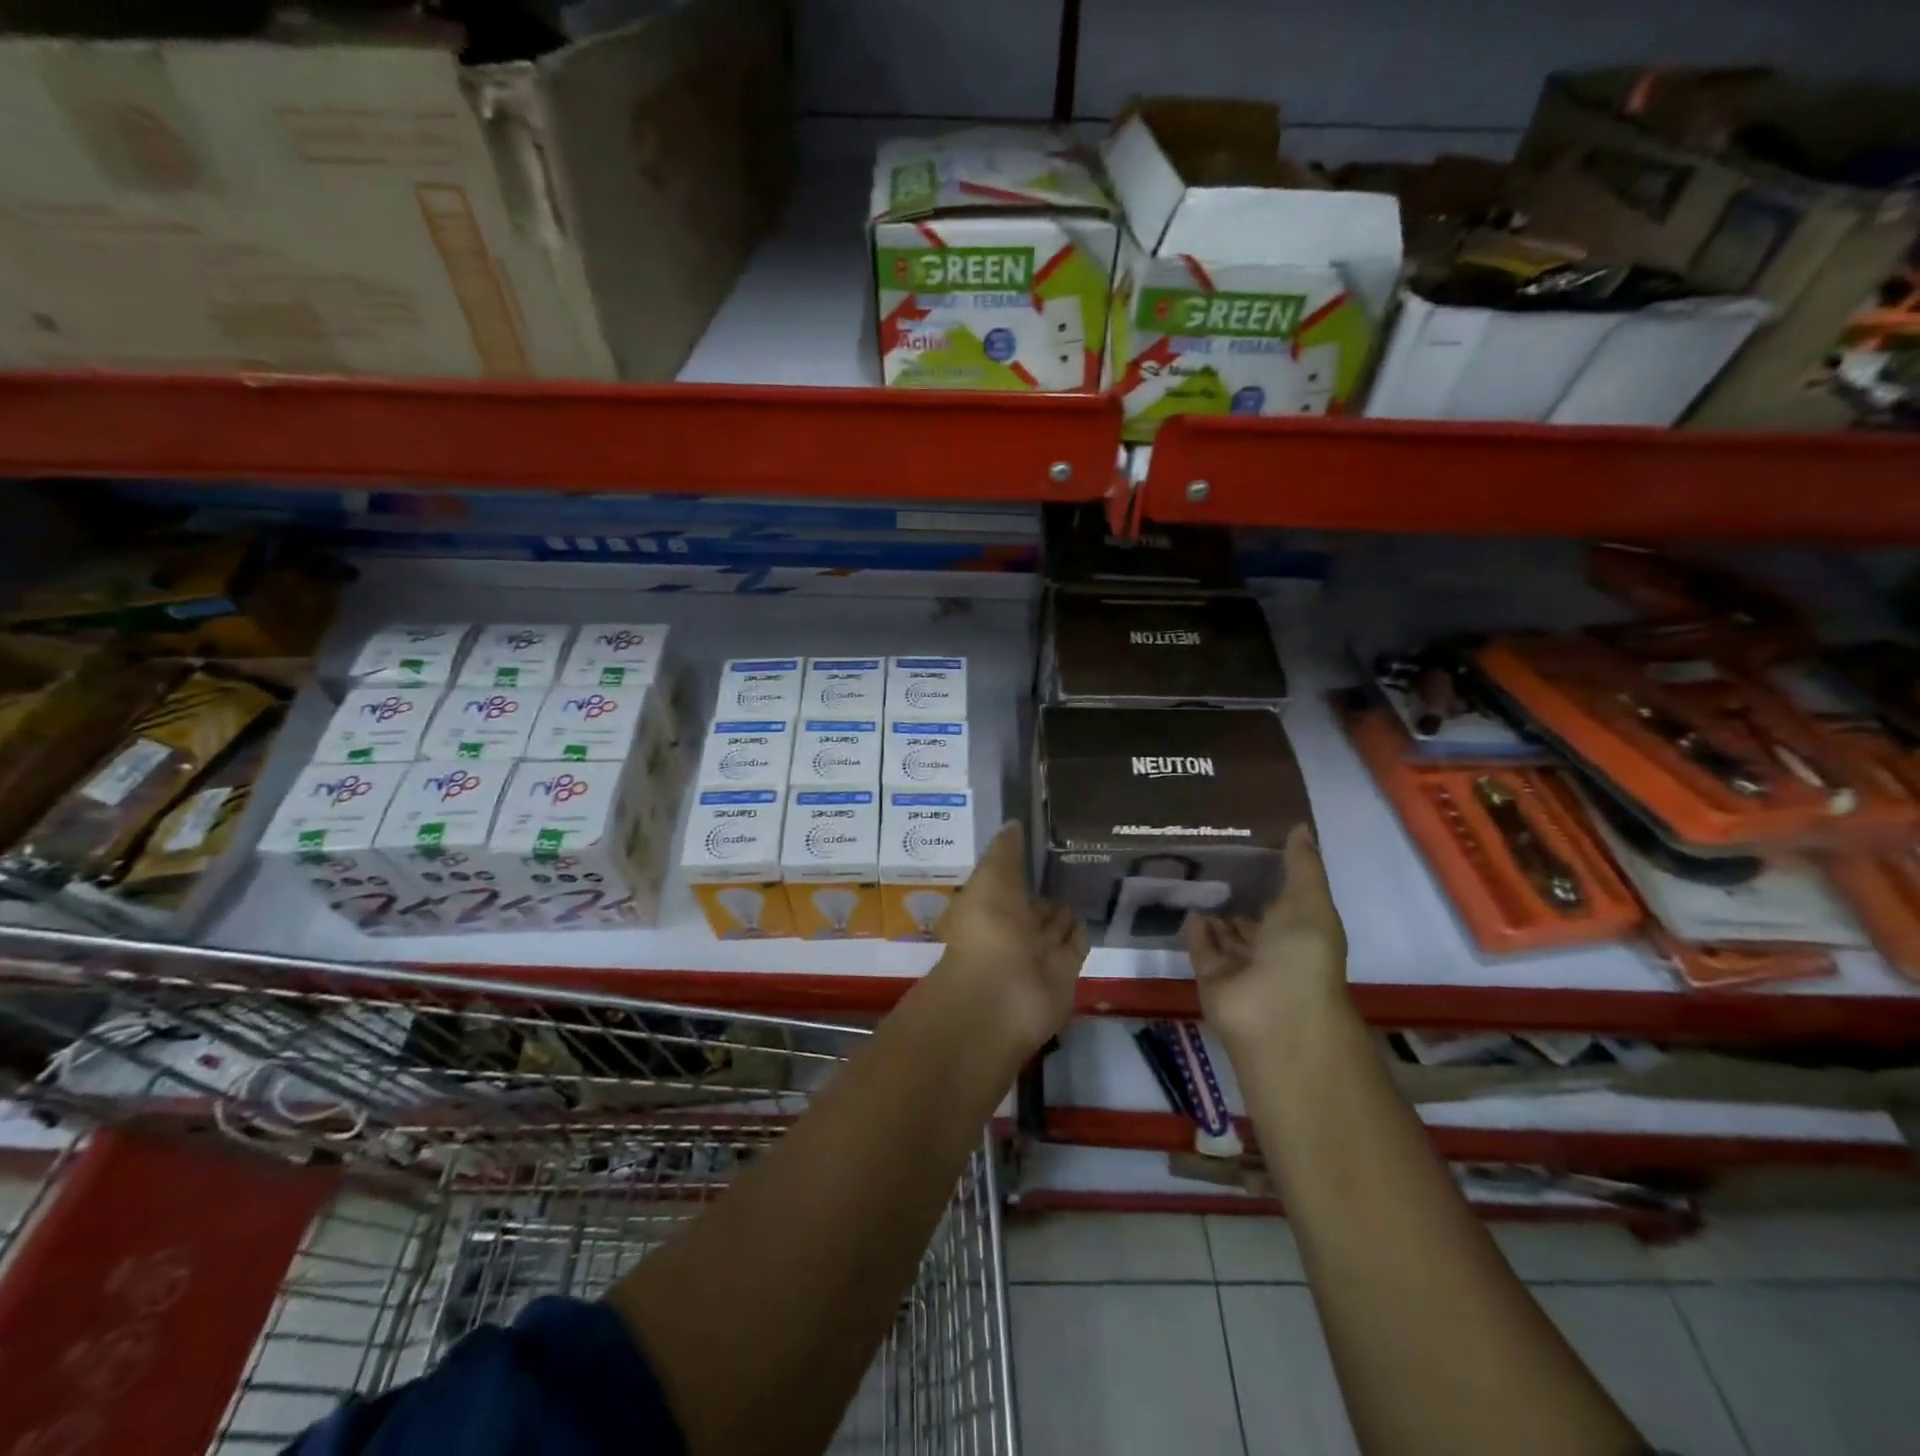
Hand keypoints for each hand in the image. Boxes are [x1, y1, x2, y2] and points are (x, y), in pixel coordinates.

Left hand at [932, 823, 1088, 1055]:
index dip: (1018, 868)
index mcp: (987, 907)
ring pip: (1054, 926)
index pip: (1007, 884)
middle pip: (1031, 907)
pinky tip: (1090, 913)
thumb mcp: (991, 878)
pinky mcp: (1064, 973)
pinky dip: (1080, 933)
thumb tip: (1014, 822)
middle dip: (1044, 891)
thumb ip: (1005, 851)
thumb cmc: (988, 929)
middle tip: (1068, 865)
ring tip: (1083, 883)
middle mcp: (1012, 930)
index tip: (1039, 846)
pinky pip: (1074, 947)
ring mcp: (1038, 954)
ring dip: (1063, 911)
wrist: (1004, 994)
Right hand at [1186, 825, 1350, 1051]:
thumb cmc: (1302, 954)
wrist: (1276, 1013)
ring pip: (1225, 935)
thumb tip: (1300, 825)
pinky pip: (1201, 948)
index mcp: (1302, 932)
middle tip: (1212, 860)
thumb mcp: (1310, 901)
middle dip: (1239, 897)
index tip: (1250, 847)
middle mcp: (1272, 950)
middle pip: (1253, 921)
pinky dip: (1195, 930)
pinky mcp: (1211, 977)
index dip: (1272, 879)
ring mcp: (1240, 967)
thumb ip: (1302, 865)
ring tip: (1192, 875)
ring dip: (1215, 912)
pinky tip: (1185, 903)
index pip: (1285, 902)